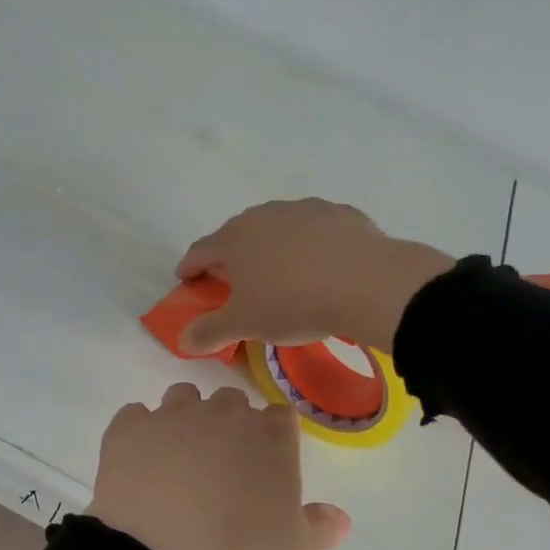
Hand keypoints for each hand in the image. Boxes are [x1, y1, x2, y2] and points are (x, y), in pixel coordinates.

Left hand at [88, 384, 349, 549]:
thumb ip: (319, 528)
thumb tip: (339, 517)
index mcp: (270, 437)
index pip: (279, 416)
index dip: (272, 437)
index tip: (264, 464)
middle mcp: (223, 414)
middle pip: (231, 401)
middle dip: (228, 424)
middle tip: (220, 467)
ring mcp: (173, 416)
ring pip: (183, 397)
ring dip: (185, 418)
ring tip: (177, 460)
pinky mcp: (128, 428)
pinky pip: (135, 416)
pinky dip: (139, 433)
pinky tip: (138, 464)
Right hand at [175, 199, 453, 355]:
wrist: (366, 282)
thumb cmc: (293, 303)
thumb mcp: (245, 325)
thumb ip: (210, 331)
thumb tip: (183, 340)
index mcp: (234, 239)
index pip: (200, 250)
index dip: (190, 267)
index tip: (187, 280)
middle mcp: (263, 215)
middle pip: (237, 235)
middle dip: (231, 257)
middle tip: (234, 281)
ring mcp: (303, 209)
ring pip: (277, 228)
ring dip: (271, 247)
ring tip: (280, 273)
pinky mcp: (339, 213)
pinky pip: (315, 230)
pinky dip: (310, 244)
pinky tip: (321, 265)